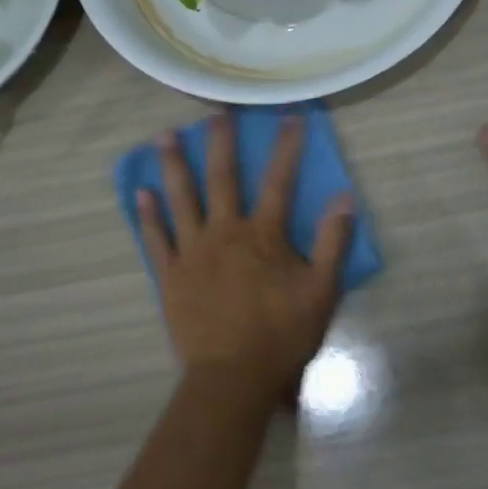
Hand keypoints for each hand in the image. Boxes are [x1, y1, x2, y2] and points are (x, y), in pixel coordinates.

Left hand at [137, 112, 355, 410]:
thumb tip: (345, 197)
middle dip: (221, 142)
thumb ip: (333, 243)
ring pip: (182, 199)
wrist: (233, 377)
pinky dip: (148, 215)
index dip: (287, 147)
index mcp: (263, 236)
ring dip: (174, 165)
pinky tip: (141, 192)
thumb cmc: (281, 335)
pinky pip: (156, 239)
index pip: (280, 182)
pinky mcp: (171, 275)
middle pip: (223, 179)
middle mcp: (225, 232)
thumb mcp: (321, 291)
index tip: (291, 117)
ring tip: (165, 135)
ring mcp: (193, 252)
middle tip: (214, 111)